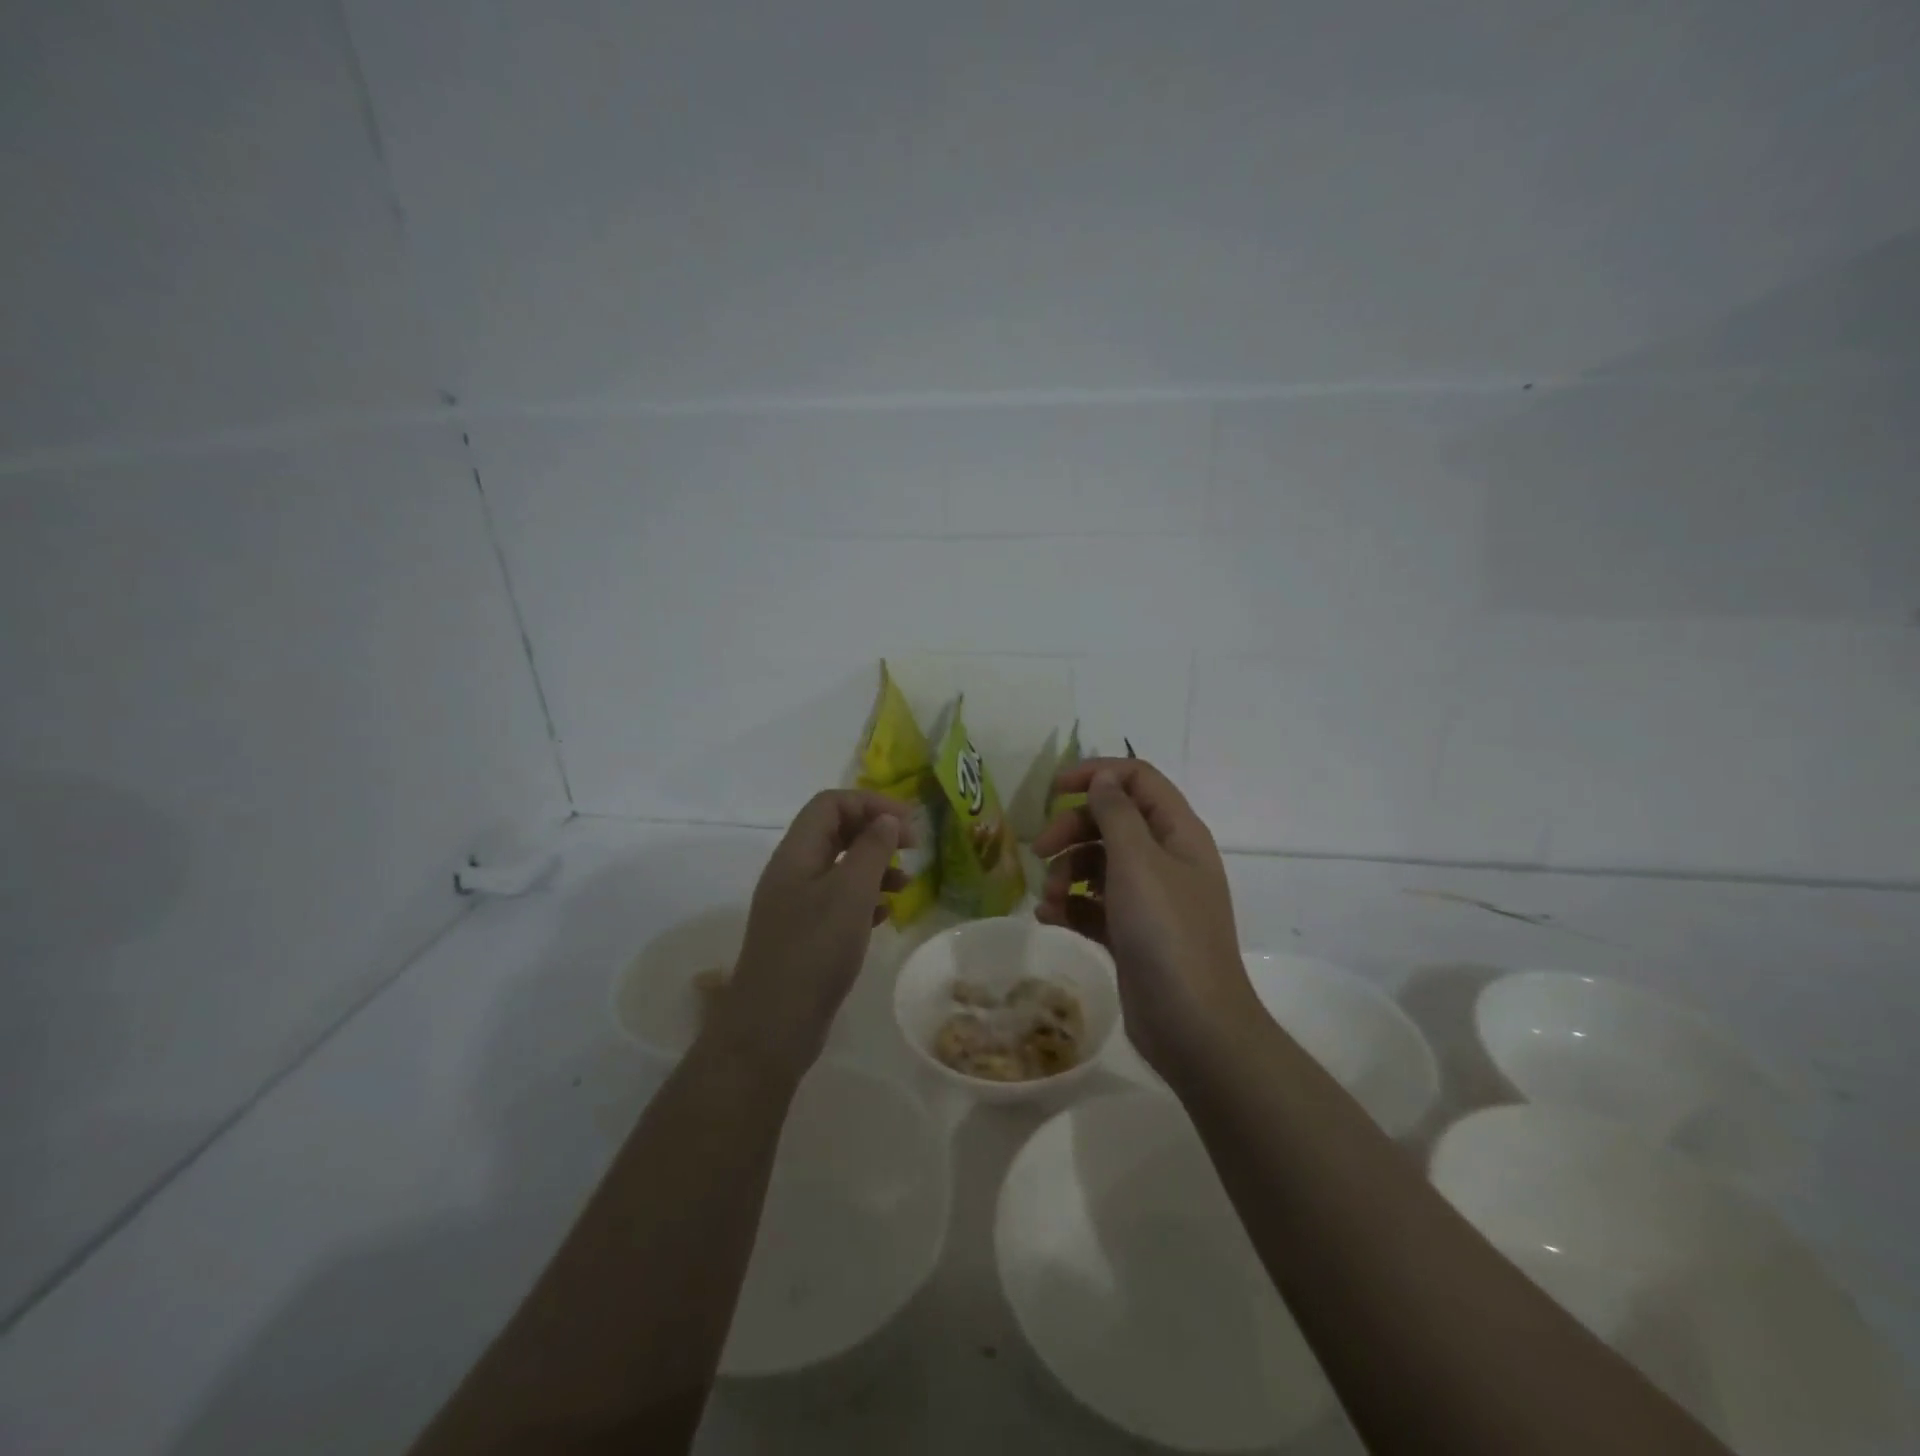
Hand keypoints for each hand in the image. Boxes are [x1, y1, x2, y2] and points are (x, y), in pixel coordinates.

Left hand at [711, 789, 916, 1078]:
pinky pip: (838, 901)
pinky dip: (865, 899)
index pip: (831, 804)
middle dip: (875, 832)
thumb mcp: (851, 893)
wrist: (773, 1026)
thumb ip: (872, 850)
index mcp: (796, 853)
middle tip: (913, 848)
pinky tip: (885, 915)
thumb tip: (886, 819)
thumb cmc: (814, 950)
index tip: (909, 823)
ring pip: (840, 867)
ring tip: (906, 885)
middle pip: (835, 831)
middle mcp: (792, 872)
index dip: (871, 804)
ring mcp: (796, 904)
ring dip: (874, 867)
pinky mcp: (805, 934)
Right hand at [1033, 759, 1257, 1078]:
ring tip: (1049, 897)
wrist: (1193, 1025)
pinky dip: (1071, 905)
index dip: (1096, 774)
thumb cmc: (1166, 932)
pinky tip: (1049, 917)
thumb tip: (1104, 778)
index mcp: (1177, 833)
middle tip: (1039, 850)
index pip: (1137, 779)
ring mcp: (1149, 899)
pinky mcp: (1131, 933)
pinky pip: (1094, 904)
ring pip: (1098, 864)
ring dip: (1066, 872)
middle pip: (1111, 821)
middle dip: (1071, 829)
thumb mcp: (1138, 862)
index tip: (1054, 790)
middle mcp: (1165, 859)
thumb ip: (1117, 813)